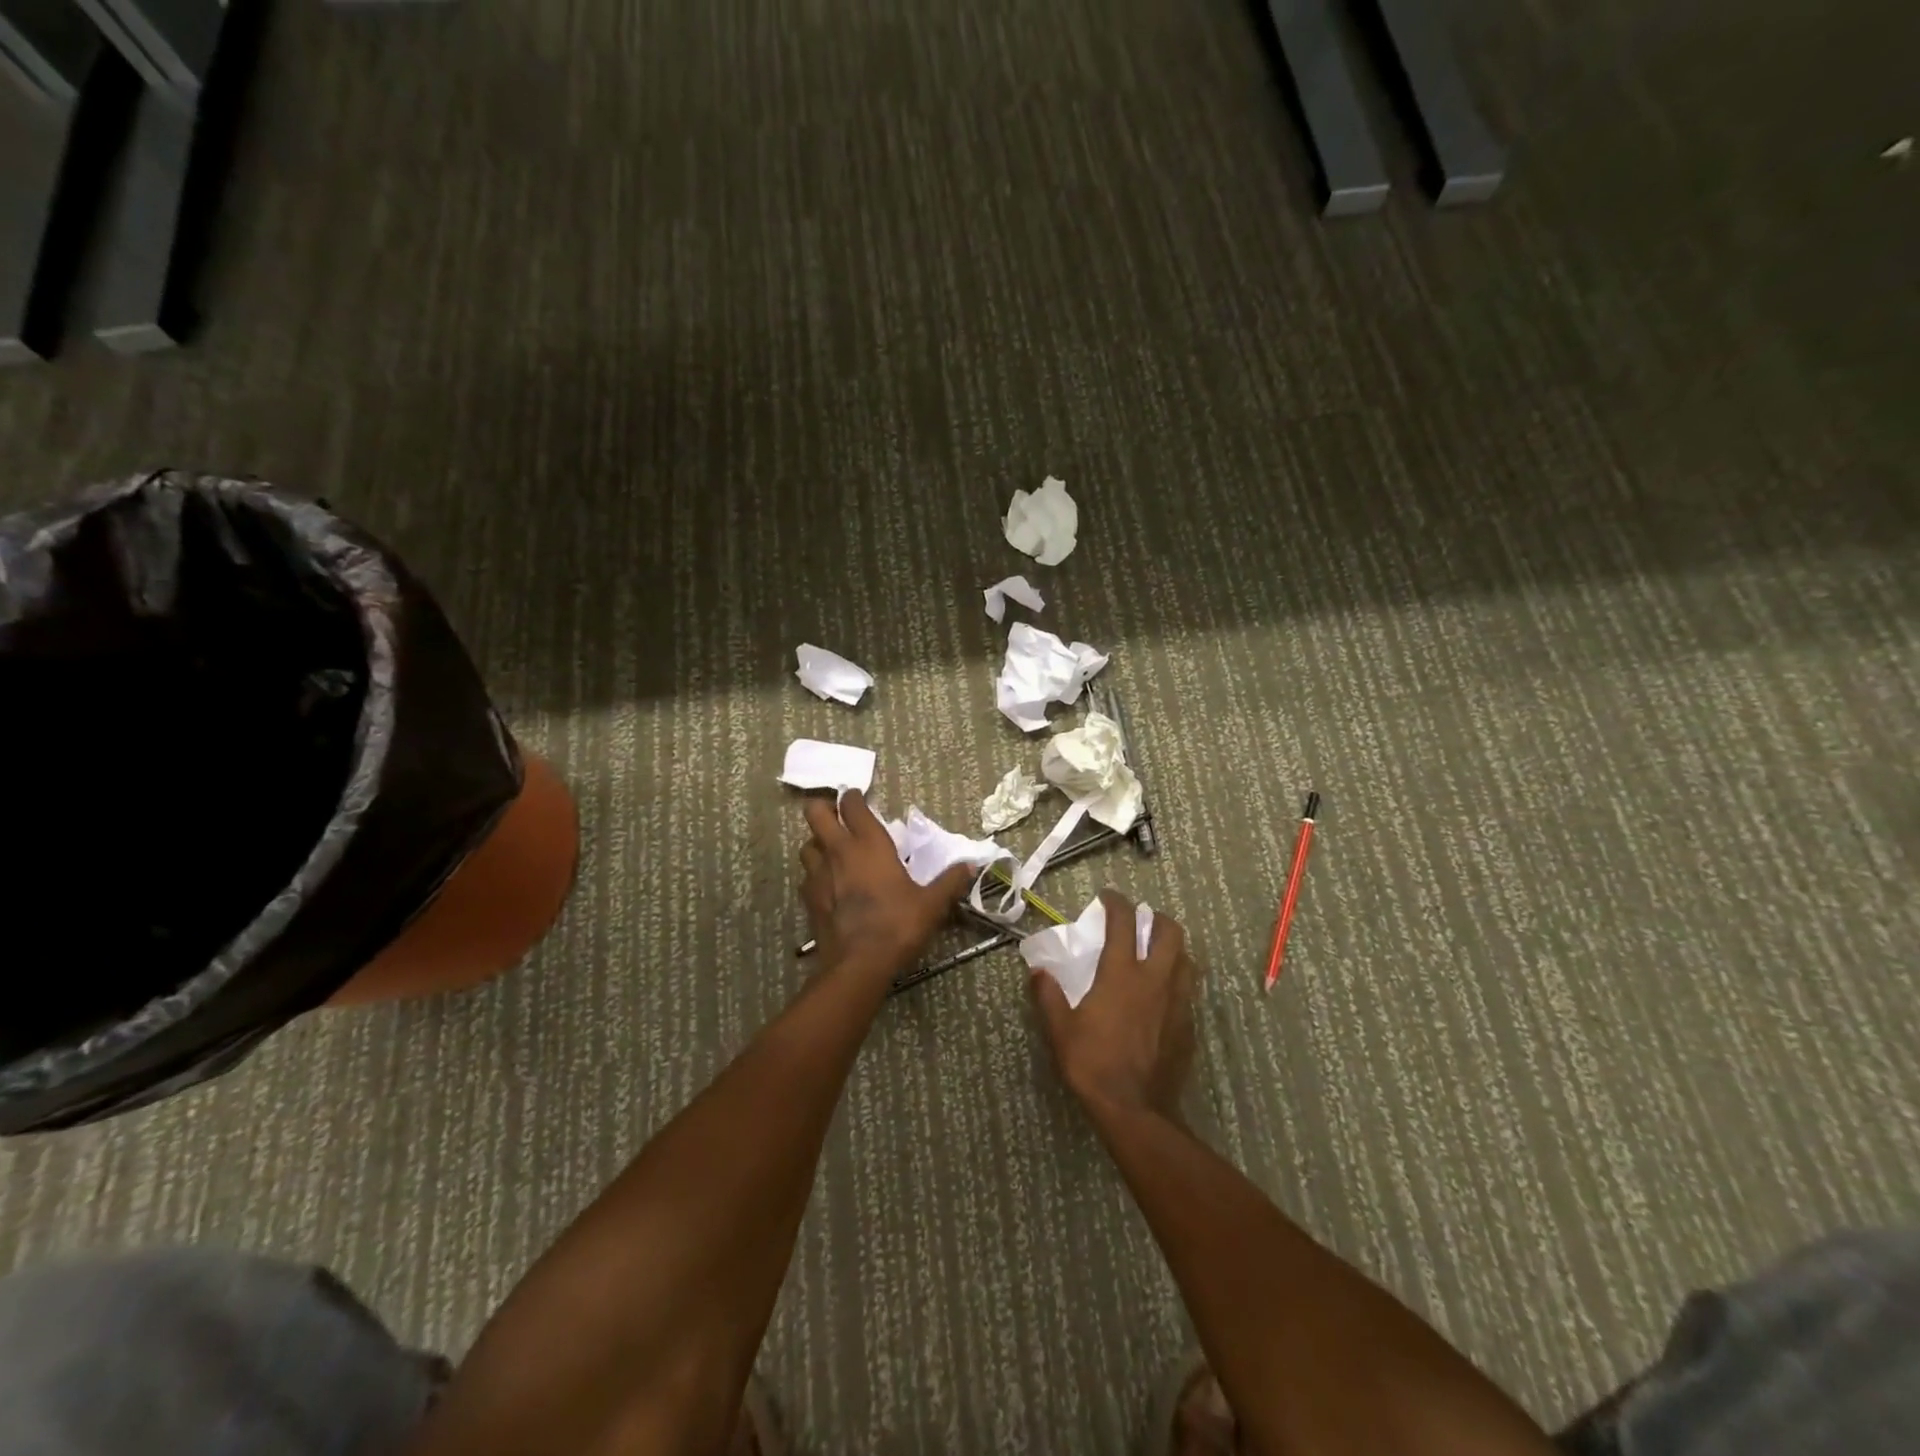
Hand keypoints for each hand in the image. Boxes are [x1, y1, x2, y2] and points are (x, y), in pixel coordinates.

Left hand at [799, 790, 975, 974]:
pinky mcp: (808, 899)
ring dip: (817, 842)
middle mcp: (839, 851)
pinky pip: (806, 876)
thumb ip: (950, 882)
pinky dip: (815, 874)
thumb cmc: (897, 925)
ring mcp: (818, 874)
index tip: (859, 797)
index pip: (852, 805)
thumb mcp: (931, 904)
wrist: (859, 964)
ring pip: (806, 844)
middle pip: (815, 813)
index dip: (852, 797)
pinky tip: (828, 885)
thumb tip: (971, 866)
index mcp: (869, 844)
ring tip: (832, 850)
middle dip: (823, 808)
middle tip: (838, 816)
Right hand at [1030, 891, 1198, 1120]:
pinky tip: (1164, 996)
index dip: (1117, 903)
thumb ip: (1048, 995)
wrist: (1135, 1110)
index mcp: (1122, 973)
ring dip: (1173, 949)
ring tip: (1158, 954)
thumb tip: (1037, 971)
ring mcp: (1178, 1002)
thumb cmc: (1093, 1063)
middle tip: (1141, 921)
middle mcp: (1156, 979)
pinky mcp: (1189, 1026)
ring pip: (1187, 959)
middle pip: (1170, 932)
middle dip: (1157, 918)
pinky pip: (1189, 991)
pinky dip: (1178, 982)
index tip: (1108, 896)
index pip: (1124, 923)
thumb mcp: (1060, 1029)